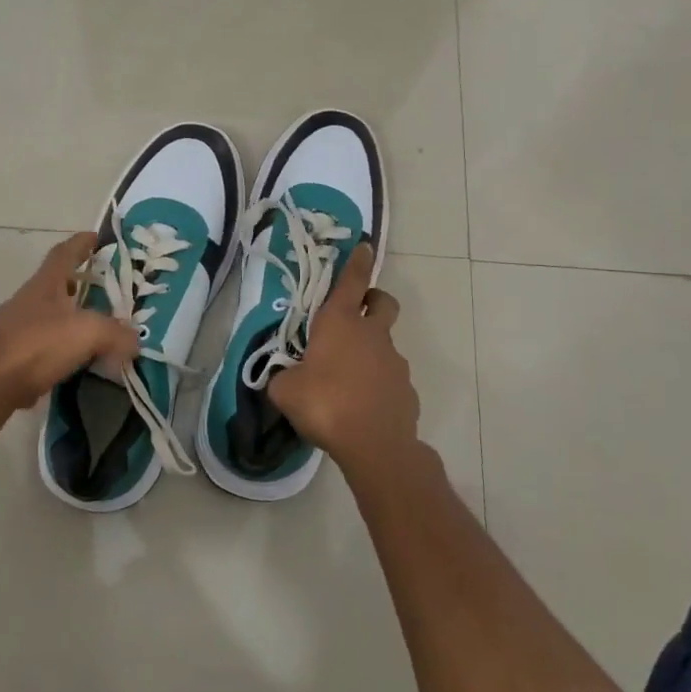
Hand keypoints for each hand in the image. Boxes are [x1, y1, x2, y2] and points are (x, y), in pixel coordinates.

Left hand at [0, 231, 138, 419]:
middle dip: (79, 284)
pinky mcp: (10, 357)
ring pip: (49, 316)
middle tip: (105, 291)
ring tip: (96, 330)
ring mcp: (15, 328)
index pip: (64, 253)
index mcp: (45, 284)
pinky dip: (60, 350)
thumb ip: (116, 333)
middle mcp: (28, 300)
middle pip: (56, 284)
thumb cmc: (37, 345)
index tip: (97, 238)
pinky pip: (42, 347)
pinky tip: (76, 363)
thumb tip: (135, 341)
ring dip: (71, 319)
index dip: (81, 243)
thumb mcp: (88, 333)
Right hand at [269, 244, 419, 474]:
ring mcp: (394, 362)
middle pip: (383, 302)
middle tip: (357, 314)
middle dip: (374, 300)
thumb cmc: (324, 404)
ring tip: (346, 380)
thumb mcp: (284, 390)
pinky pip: (390, 378)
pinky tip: (362, 407)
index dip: (357, 262)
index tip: (364, 246)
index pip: (351, 281)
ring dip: (370, 351)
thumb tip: (284, 378)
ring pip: (385, 344)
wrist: (374, 445)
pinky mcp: (407, 390)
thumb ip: (282, 377)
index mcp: (340, 323)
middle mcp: (372, 335)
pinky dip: (378, 384)